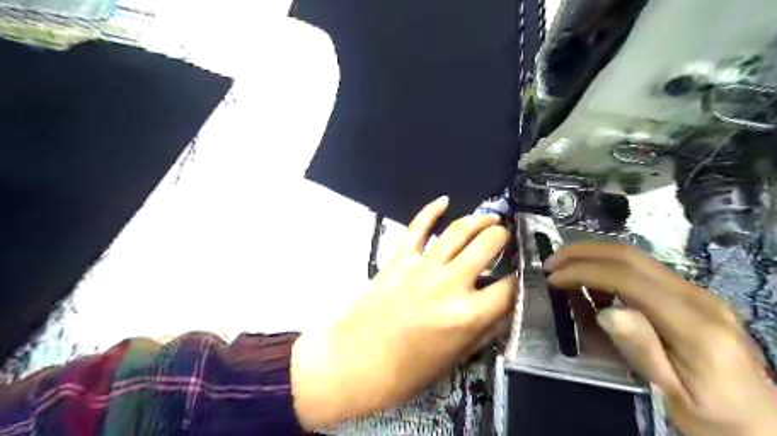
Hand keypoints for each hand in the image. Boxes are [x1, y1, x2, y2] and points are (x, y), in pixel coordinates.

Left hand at [291, 197, 513, 427]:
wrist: (358, 362)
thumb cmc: (408, 370)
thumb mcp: (457, 357)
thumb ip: (487, 329)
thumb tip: (507, 307)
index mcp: (467, 314)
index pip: (510, 286)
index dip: (522, 276)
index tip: (522, 271)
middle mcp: (449, 284)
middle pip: (488, 245)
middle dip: (503, 237)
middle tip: (505, 238)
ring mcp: (422, 267)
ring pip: (457, 230)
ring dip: (478, 220)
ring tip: (490, 218)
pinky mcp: (399, 259)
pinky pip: (417, 227)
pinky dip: (431, 210)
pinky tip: (444, 201)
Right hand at [545, 242, 776, 434]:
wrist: (763, 423)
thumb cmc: (715, 417)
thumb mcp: (675, 393)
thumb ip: (643, 349)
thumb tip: (607, 310)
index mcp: (694, 324)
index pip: (628, 278)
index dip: (584, 272)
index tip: (552, 279)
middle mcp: (697, 297)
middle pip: (630, 256)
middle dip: (583, 252)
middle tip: (551, 263)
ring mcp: (696, 293)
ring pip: (635, 258)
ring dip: (593, 256)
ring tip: (564, 270)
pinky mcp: (690, 295)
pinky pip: (641, 271)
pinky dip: (607, 268)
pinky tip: (592, 286)